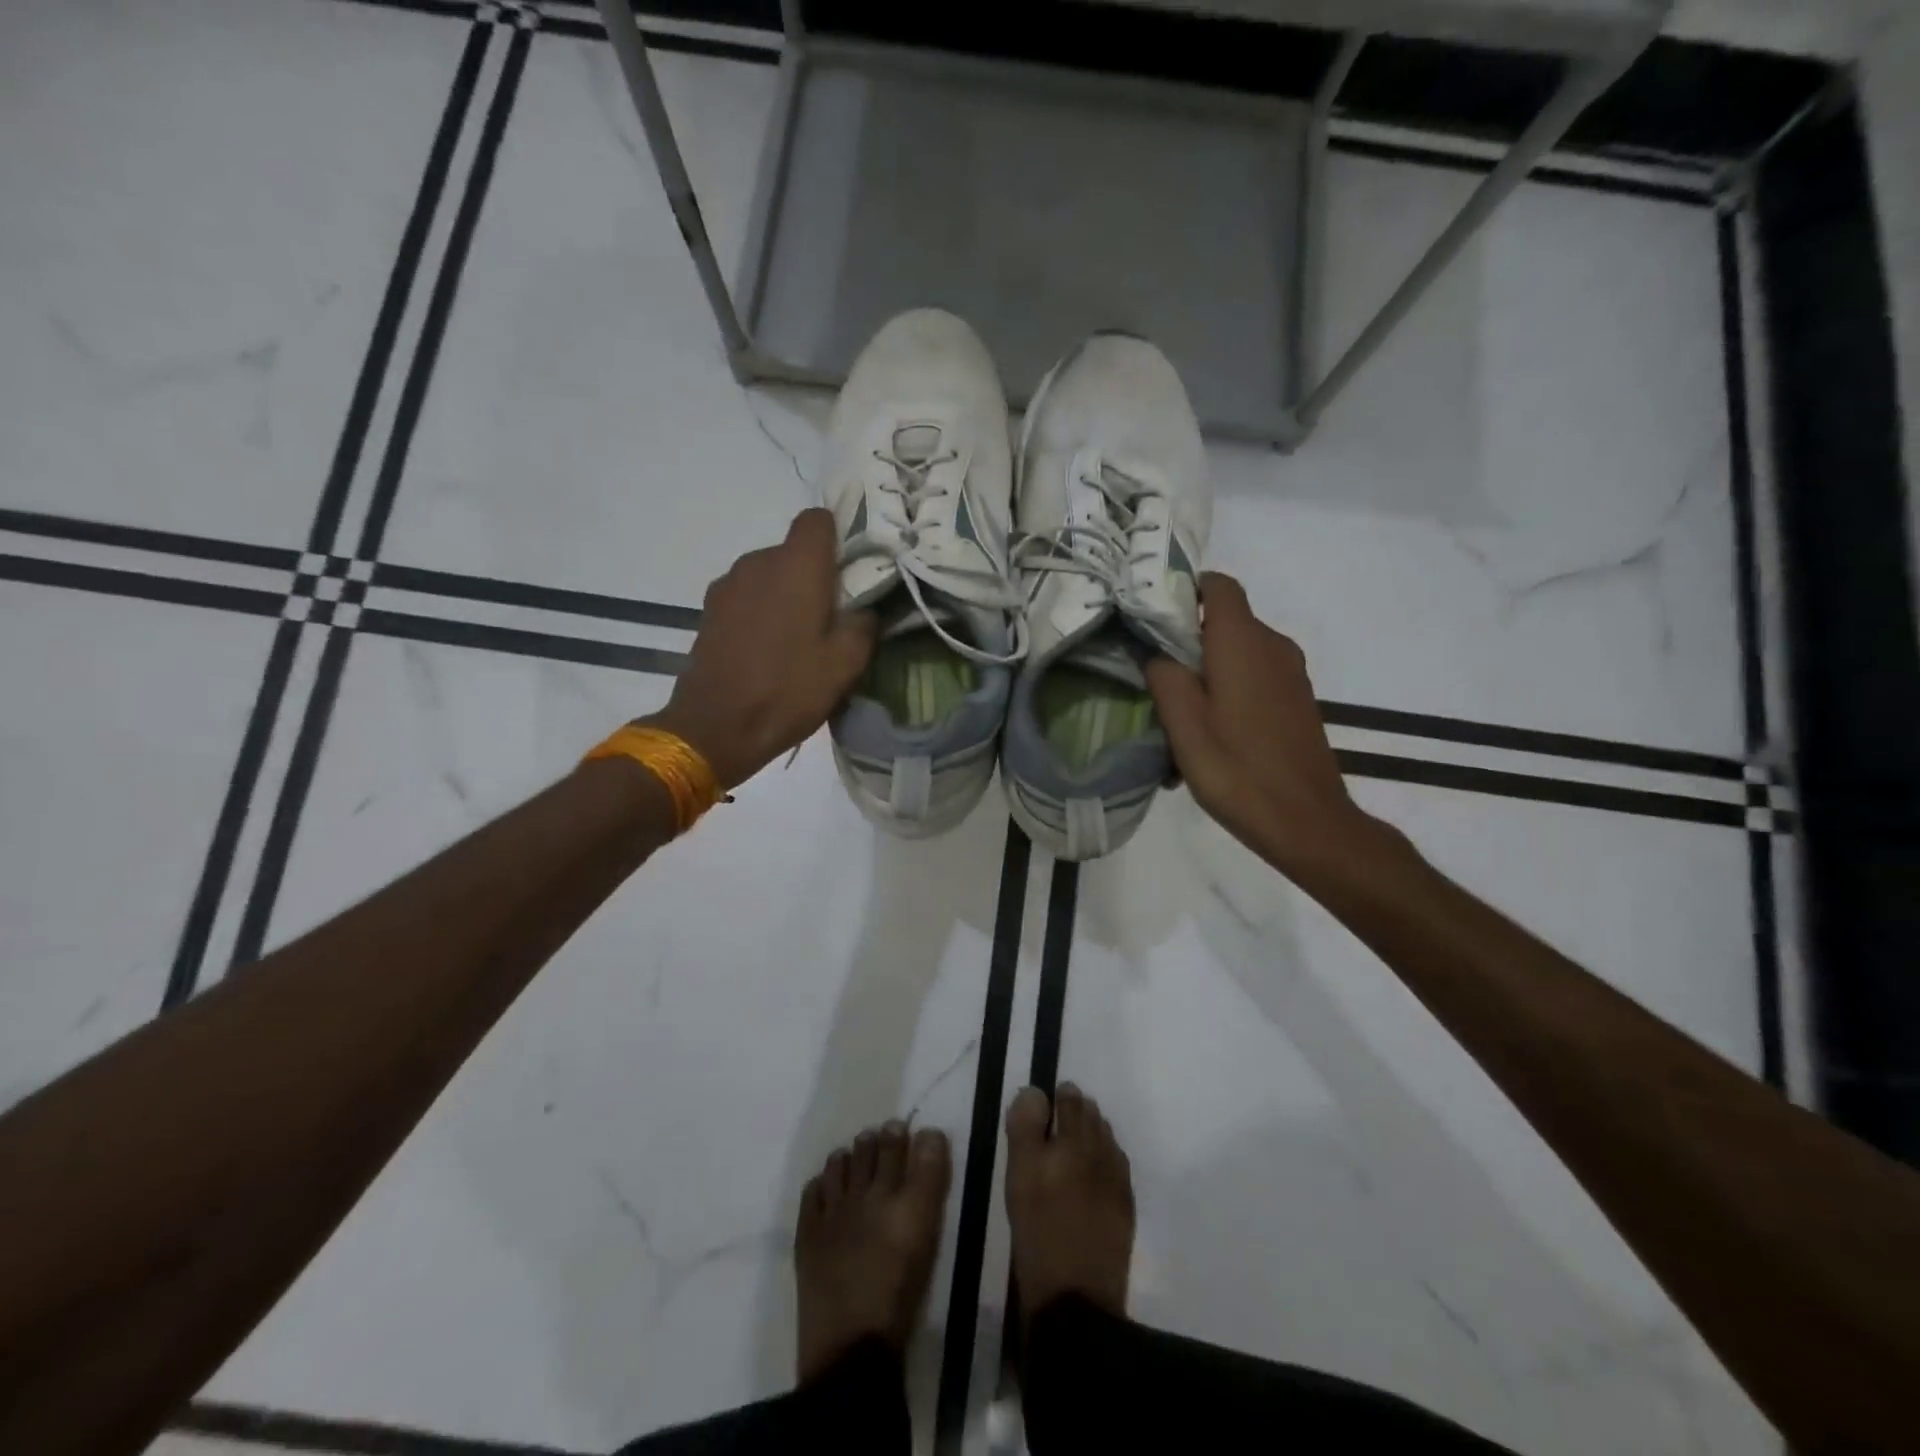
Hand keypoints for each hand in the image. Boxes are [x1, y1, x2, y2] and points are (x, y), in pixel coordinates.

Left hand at [644, 509, 875, 789]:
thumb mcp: (845, 665)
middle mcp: (759, 562)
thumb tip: (865, 608)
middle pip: (794, 550)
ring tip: (799, 637)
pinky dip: (762, 610)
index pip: (818, 520)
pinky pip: (747, 595)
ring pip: (769, 574)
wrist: (716, 727)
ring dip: (787, 593)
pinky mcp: (710, 609)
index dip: (838, 537)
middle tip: (834, 615)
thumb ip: (864, 625)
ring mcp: (728, 585)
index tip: (852, 569)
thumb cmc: (788, 691)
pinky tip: (769, 648)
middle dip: (815, 574)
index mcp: (797, 566)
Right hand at [1146, 573, 1376, 874]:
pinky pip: (1255, 678)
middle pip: (1225, 621)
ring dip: (1207, 671)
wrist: (1307, 821)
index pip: (1218, 585)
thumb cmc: (1237, 769)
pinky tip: (1210, 733)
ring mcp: (1291, 674)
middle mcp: (1273, 645)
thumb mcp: (1184, 724)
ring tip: (1178, 713)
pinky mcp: (1298, 700)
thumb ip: (1163, 676)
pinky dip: (1229, 690)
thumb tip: (1154, 652)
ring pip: (1238, 653)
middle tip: (1152, 674)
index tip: (1153, 618)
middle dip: (1187, 640)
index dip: (1185, 590)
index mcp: (1243, 641)